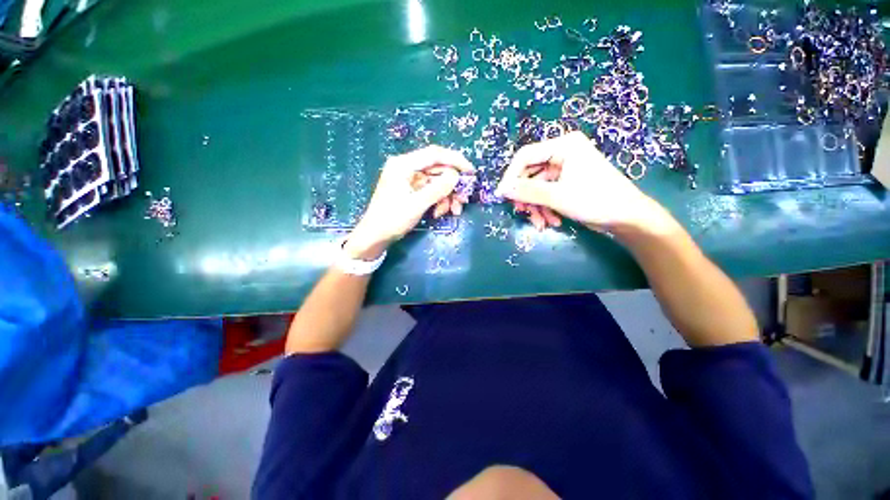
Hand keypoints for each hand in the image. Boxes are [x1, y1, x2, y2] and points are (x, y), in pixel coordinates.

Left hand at [344, 145, 474, 259]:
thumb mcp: (417, 204)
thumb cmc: (392, 219)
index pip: (435, 154)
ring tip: (452, 211)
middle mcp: (407, 168)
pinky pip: (431, 191)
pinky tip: (440, 213)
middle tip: (463, 200)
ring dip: (447, 196)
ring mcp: (409, 180)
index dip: (456, 161)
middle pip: (438, 169)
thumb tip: (456, 176)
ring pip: (437, 182)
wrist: (375, 236)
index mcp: (404, 165)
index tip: (471, 172)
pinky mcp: (411, 190)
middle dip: (452, 186)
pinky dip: (439, 200)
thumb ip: (437, 189)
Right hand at [495, 131, 671, 233]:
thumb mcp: (557, 196)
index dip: (511, 176)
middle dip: (526, 197)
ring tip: (541, 224)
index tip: (502, 196)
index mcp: (563, 146)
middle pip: (529, 174)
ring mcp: (563, 169)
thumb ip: (527, 192)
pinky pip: (545, 194)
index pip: (525, 156)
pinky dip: (544, 208)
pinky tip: (551, 222)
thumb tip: (502, 190)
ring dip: (535, 207)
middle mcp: (561, 153)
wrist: (626, 218)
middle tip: (522, 213)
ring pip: (536, 187)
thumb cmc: (595, 200)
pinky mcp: (565, 183)